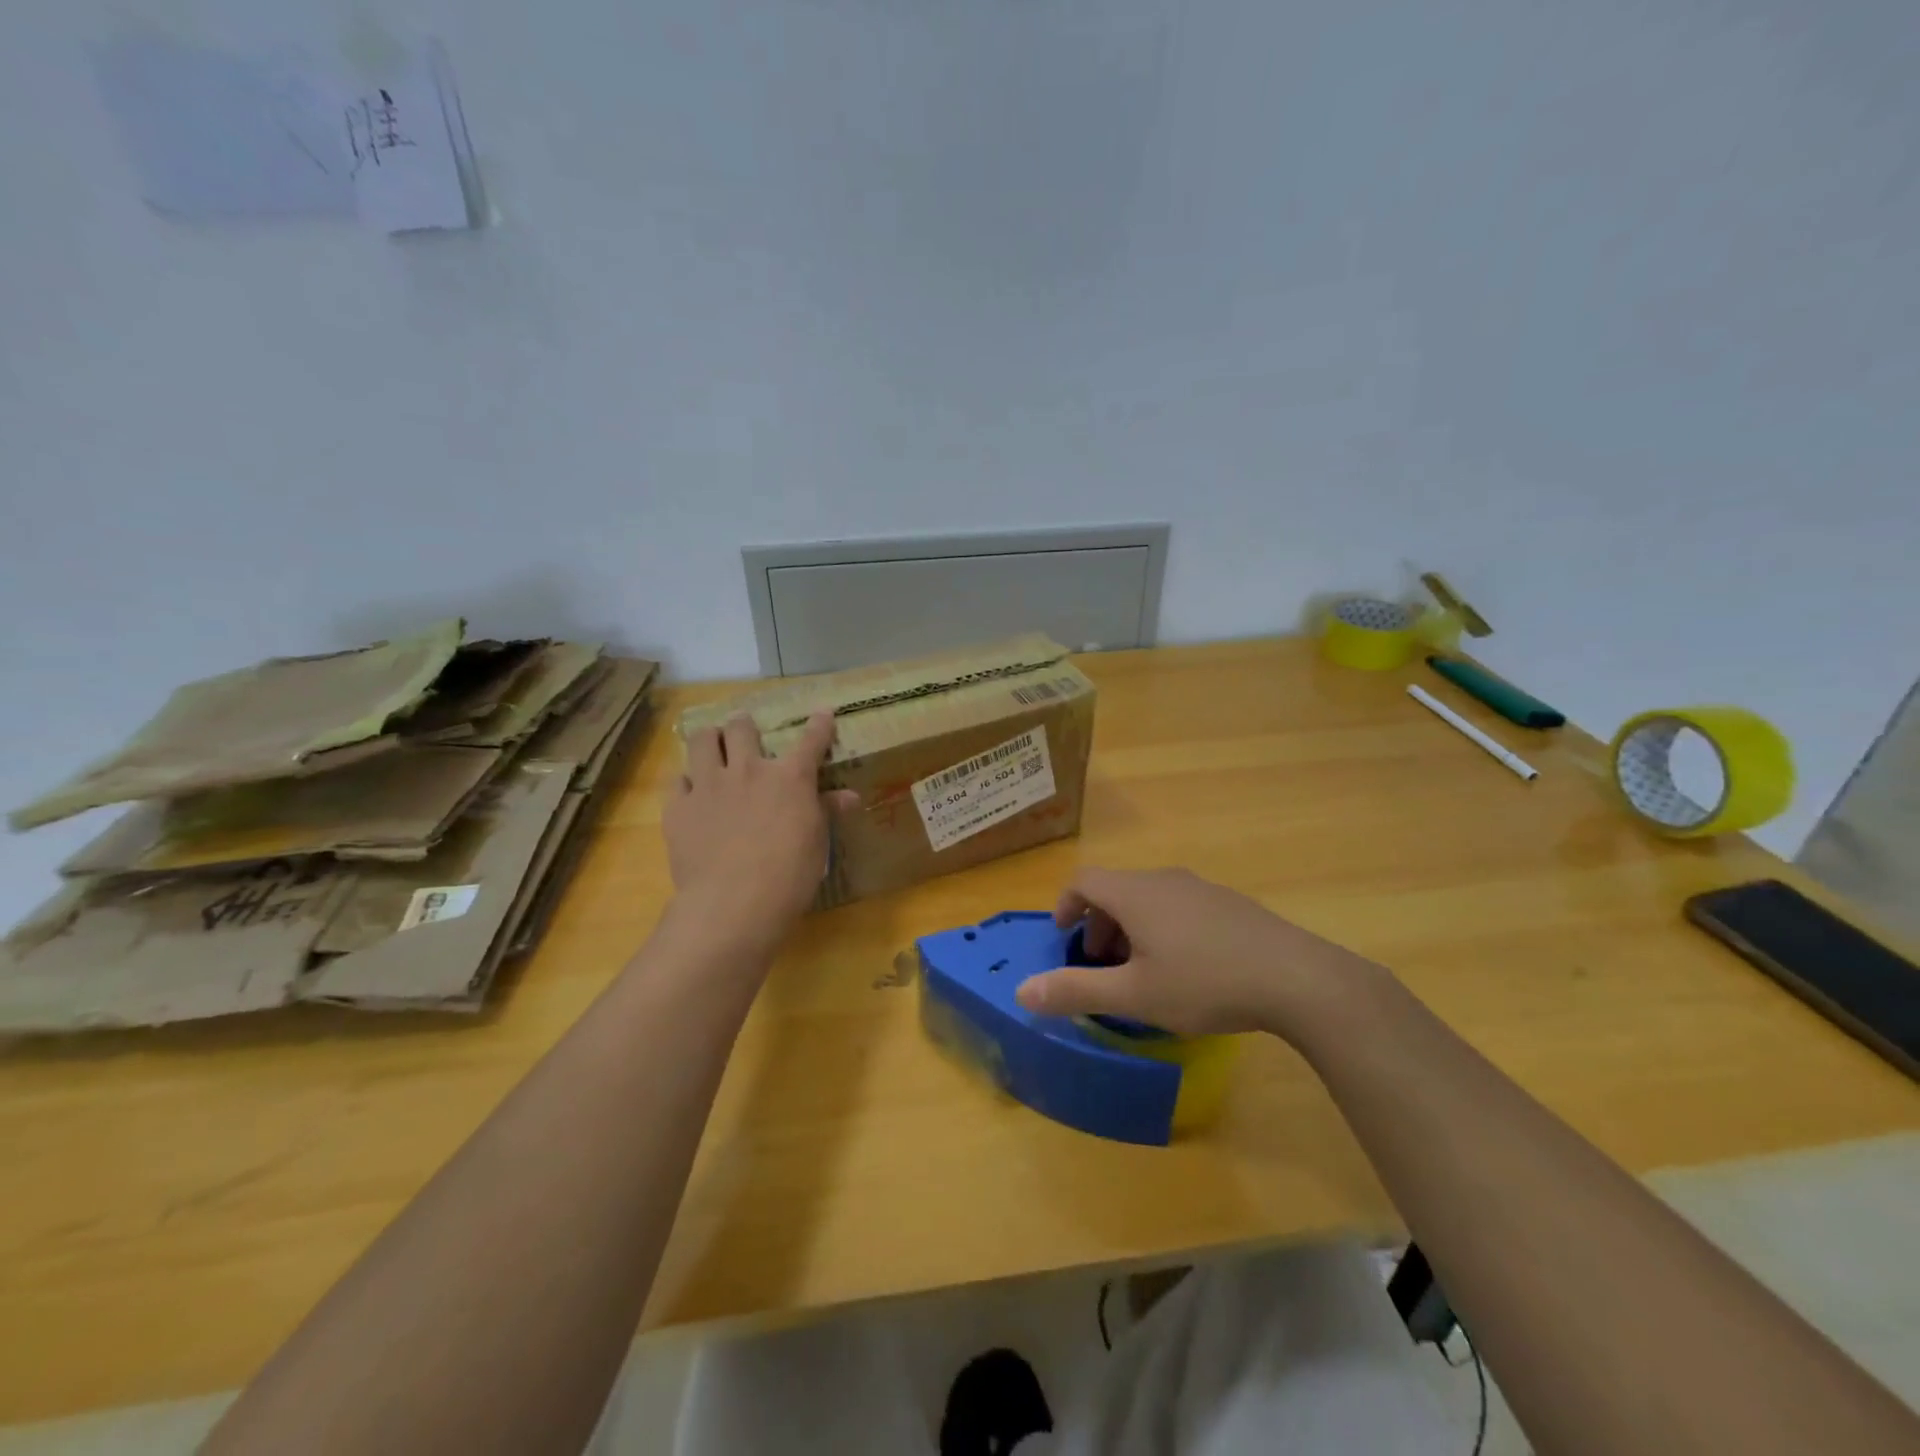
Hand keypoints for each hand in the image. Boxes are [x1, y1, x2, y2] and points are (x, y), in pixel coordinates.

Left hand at [664, 711, 855, 954]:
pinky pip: (677, 779)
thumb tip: (849, 796)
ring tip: (712, 745)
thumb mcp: (817, 844)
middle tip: (745, 731)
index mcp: (790, 778)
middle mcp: (748, 770)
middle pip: (742, 728)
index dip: (819, 724)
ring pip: (702, 740)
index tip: (823, 713)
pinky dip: (686, 781)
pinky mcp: (678, 807)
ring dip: (710, 739)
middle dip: (744, 724)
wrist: (733, 904)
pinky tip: (691, 792)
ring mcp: (709, 785)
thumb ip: (828, 812)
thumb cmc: (789, 876)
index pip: (810, 740)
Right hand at [1013, 867, 1378, 1037]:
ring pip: (1149, 898)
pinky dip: (1163, 927)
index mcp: (1135, 894)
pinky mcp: (1230, 904)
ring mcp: (1202, 888)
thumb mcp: (1134, 996)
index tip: (1064, 936)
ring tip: (1142, 970)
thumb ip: (1075, 991)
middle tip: (1102, 965)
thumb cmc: (1205, 983)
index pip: (1084, 880)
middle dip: (1099, 924)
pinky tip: (1187, 969)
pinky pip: (1180, 905)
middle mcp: (1165, 879)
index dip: (1065, 904)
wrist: (1297, 978)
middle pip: (1116, 889)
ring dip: (1131, 927)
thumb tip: (1021, 991)